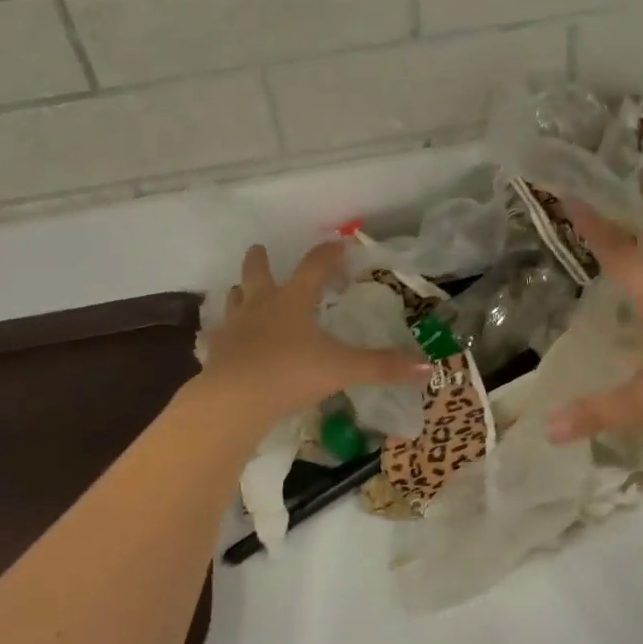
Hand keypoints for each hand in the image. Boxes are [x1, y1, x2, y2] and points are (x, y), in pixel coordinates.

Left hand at [198, 241, 429, 426]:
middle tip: (259, 249)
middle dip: (260, 260)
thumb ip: (381, 366)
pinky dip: (222, 335)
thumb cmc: (290, 373)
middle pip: (257, 273)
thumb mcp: (342, 369)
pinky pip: (218, 337)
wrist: (233, 400)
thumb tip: (426, 365)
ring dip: (240, 293)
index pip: (313, 267)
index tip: (337, 244)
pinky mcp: (216, 353)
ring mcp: (234, 329)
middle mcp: (260, 306)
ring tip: (241, 291)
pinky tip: (221, 341)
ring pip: (235, 301)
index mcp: (293, 301)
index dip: (327, 254)